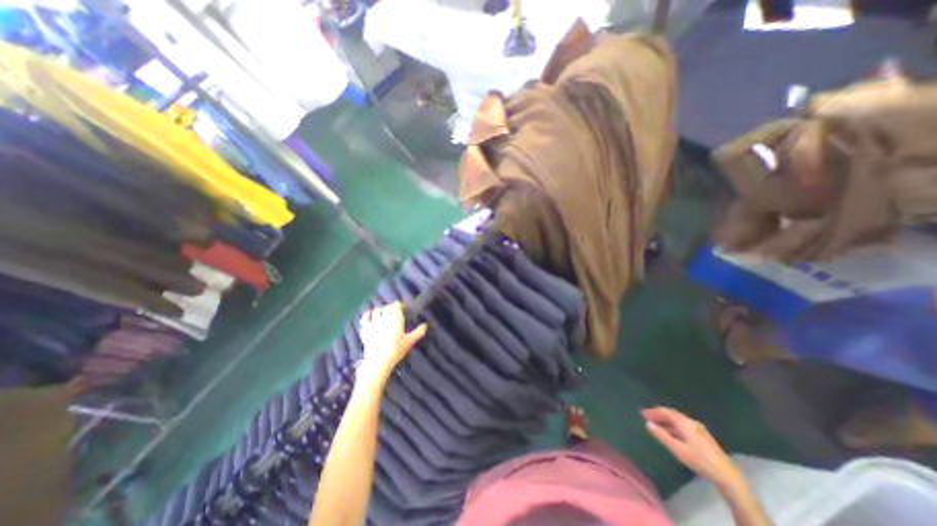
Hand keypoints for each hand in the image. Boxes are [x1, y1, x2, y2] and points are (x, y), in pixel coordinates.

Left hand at [358, 303, 426, 384]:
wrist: (379, 361)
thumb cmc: (396, 350)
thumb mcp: (410, 341)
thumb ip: (418, 332)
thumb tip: (426, 325)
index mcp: (396, 319)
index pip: (396, 306)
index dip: (399, 306)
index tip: (402, 309)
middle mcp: (384, 318)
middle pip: (386, 307)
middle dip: (390, 308)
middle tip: (393, 313)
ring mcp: (373, 323)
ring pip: (376, 310)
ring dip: (380, 311)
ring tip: (383, 315)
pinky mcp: (365, 329)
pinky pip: (365, 317)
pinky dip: (367, 315)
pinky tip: (370, 317)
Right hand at [642, 410, 743, 490]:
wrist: (727, 475)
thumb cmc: (699, 460)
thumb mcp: (677, 449)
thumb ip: (662, 435)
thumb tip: (648, 424)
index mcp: (685, 423)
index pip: (665, 411)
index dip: (653, 411)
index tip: (642, 413)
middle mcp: (691, 422)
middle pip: (672, 414)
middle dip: (659, 414)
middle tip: (647, 417)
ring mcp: (698, 428)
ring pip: (678, 419)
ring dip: (666, 420)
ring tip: (657, 425)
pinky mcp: (702, 435)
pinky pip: (683, 425)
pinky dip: (673, 425)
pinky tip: (671, 433)